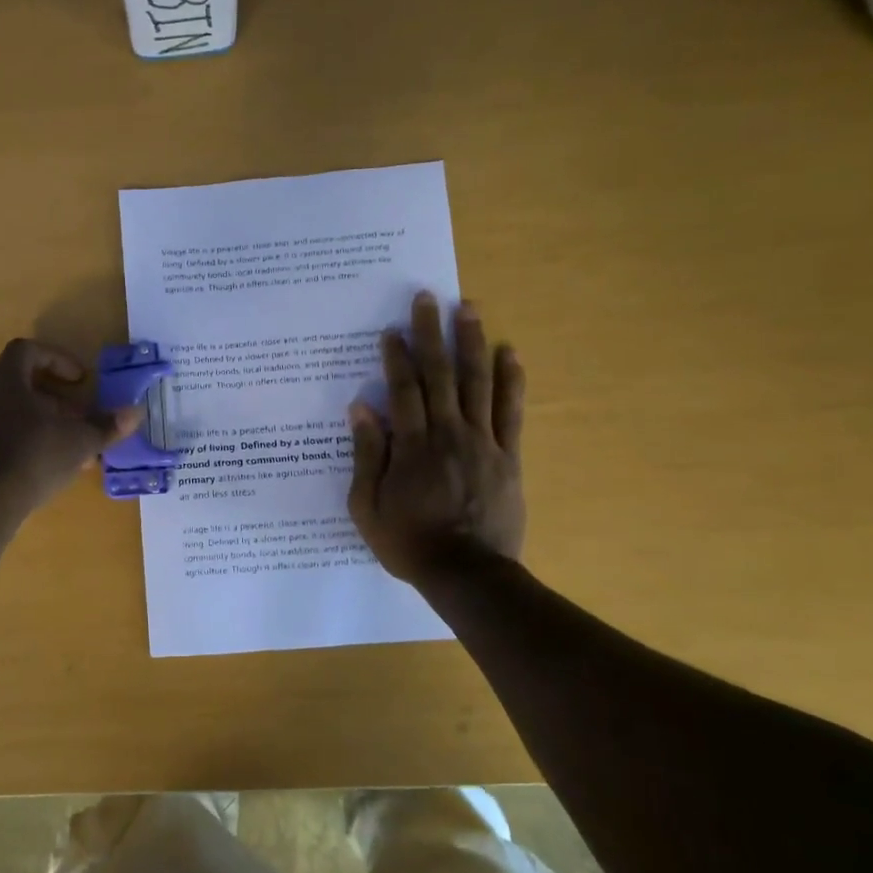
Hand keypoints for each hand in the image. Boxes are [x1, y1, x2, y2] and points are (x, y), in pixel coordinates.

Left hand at [0, 339, 141, 526]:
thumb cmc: (33, 459)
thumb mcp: (79, 442)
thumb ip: (106, 426)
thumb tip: (134, 413)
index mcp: (5, 382)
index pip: (27, 350)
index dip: (57, 359)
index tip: (80, 380)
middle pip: (19, 386)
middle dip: (54, 401)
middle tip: (78, 421)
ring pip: (7, 416)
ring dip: (37, 426)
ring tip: (63, 451)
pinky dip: (18, 448)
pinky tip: (37, 474)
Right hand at [347, 292, 525, 582]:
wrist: (468, 574)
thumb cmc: (409, 542)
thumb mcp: (367, 506)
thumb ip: (366, 456)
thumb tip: (360, 409)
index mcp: (412, 446)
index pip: (403, 391)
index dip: (396, 358)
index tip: (391, 330)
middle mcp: (448, 434)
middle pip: (440, 375)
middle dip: (431, 334)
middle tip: (427, 299)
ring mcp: (483, 442)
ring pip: (478, 383)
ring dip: (472, 342)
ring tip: (468, 308)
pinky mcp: (508, 456)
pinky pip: (511, 412)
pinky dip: (511, 381)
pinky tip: (509, 353)